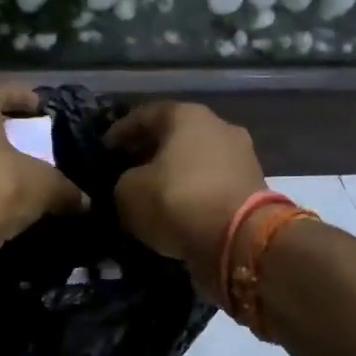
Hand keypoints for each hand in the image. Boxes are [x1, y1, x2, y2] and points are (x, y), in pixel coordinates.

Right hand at [105, 101, 265, 299]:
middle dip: (149, 154)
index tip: (103, 151)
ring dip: (174, 176)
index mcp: (187, 115)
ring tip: (152, 196)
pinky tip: (178, 212)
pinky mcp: (252, 188)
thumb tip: (130, 187)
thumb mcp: (128, 193)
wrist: (240, 240)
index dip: (119, 133)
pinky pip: (212, 187)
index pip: (144, 115)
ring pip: (196, 162)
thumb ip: (122, 183)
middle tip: (126, 172)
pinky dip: (194, 196)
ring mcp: (241, 157)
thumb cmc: (178, 201)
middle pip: (175, 137)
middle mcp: (219, 127)